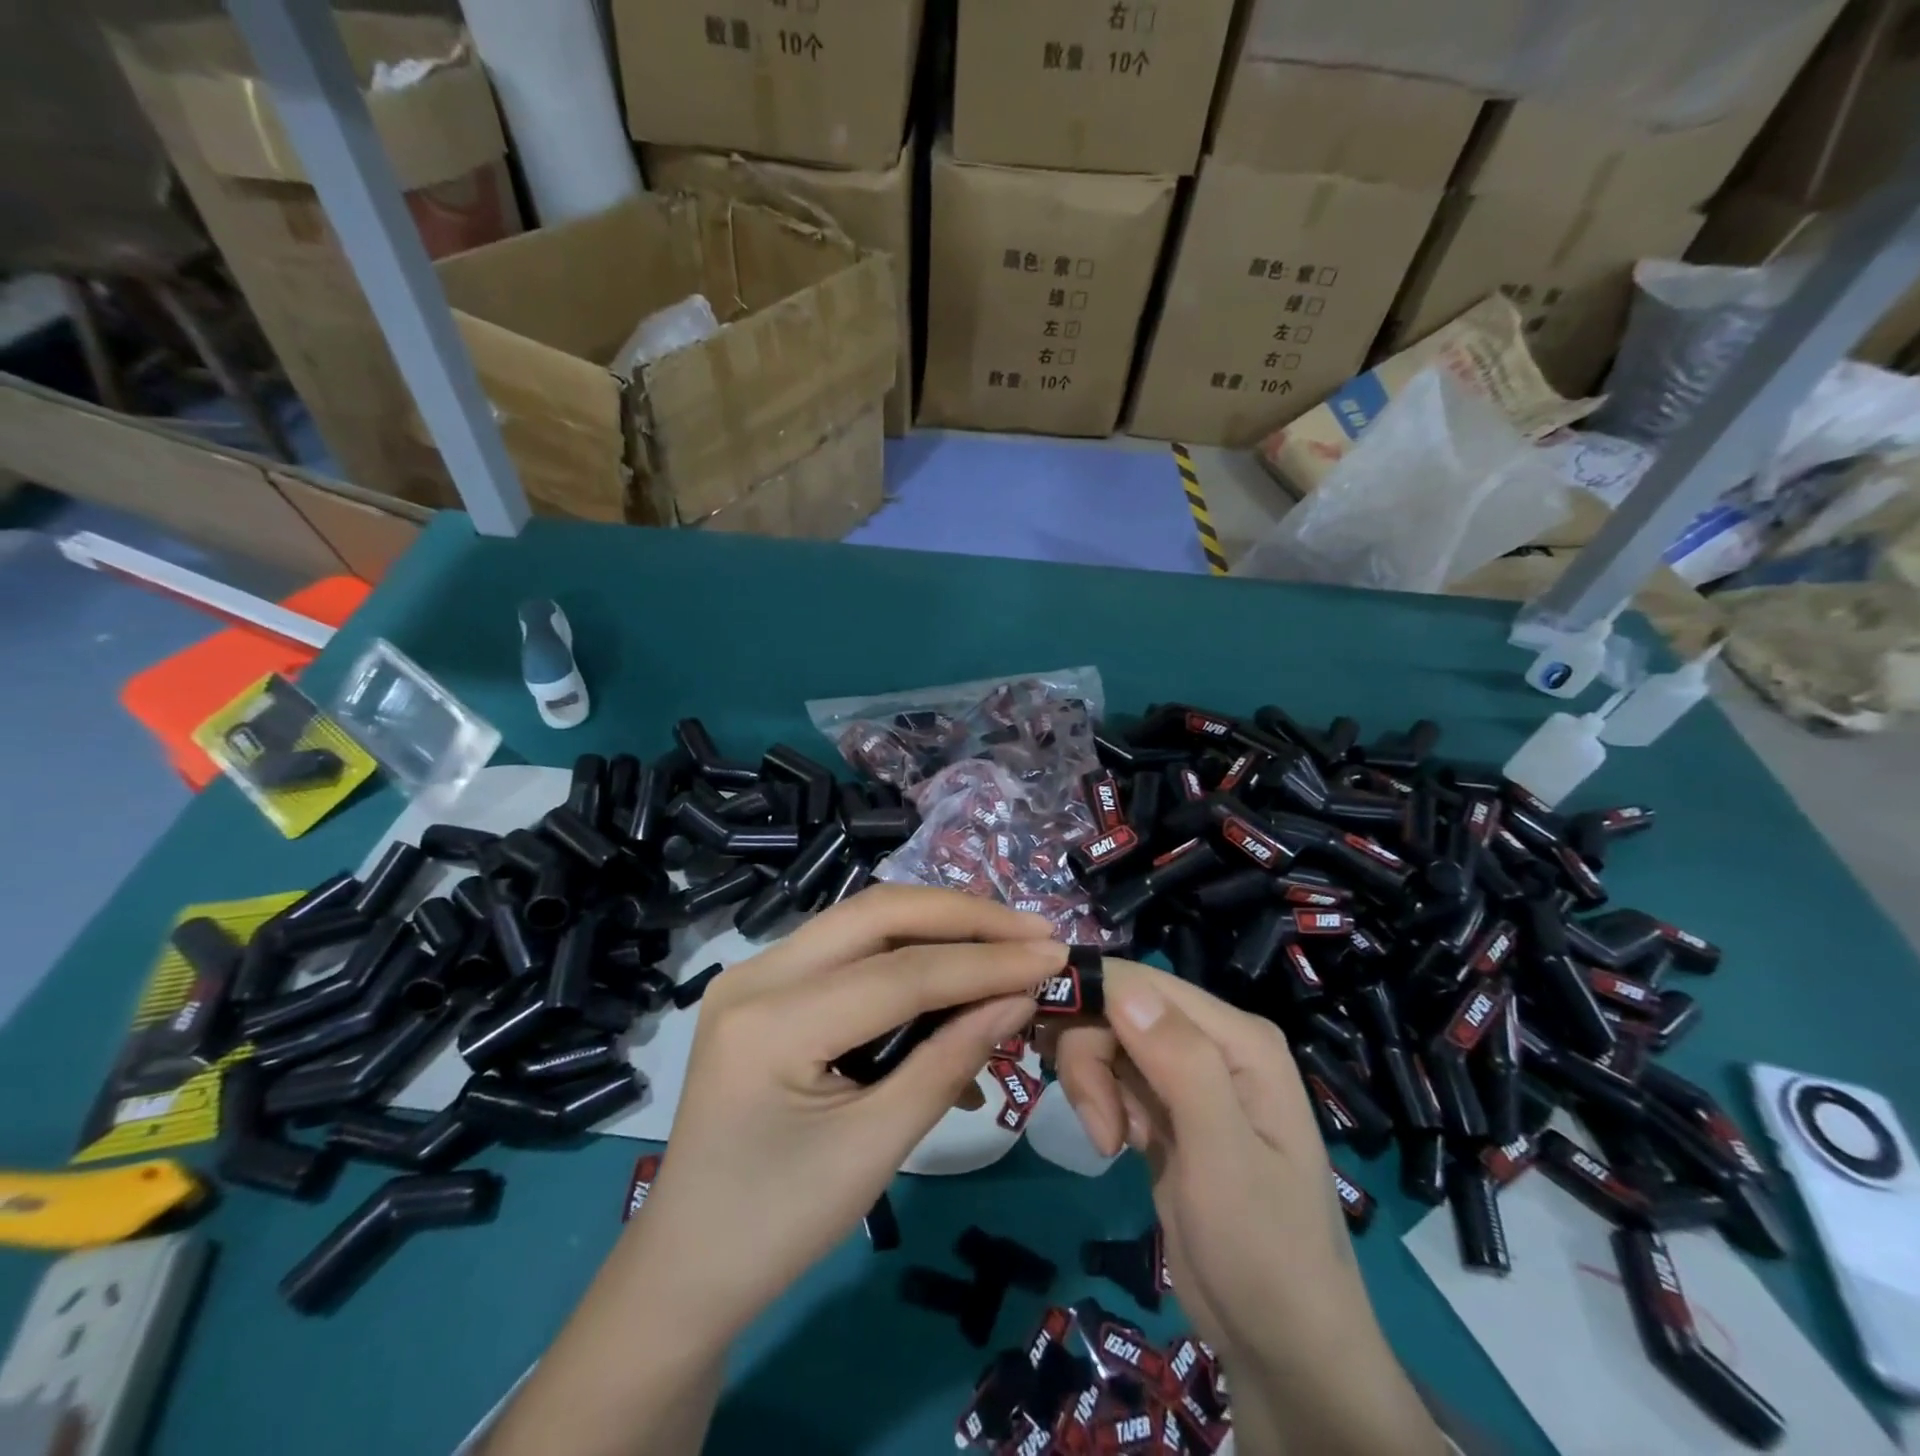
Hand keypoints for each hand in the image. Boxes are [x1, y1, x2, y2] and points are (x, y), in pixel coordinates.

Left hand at [632, 885, 1060, 1340]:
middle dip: (962, 917)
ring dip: (937, 926)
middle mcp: (756, 974)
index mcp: (769, 1023)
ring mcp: (755, 973)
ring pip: (863, 921)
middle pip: (877, 914)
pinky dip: (906, 955)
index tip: (1053, 956)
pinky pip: (848, 951)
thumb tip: (1019, 999)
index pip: (900, 972)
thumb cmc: (776, 1226)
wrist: (686, 1266)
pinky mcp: (766, 985)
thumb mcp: (874, 1150)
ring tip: (1003, 943)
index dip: (984, 962)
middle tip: (1032, 932)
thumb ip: (949, 1062)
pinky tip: (950, 979)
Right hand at [1055, 962, 1446, 1455]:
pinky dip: (1101, 1103)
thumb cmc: (1265, 1250)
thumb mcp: (1223, 1154)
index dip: (1087, 995)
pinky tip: (1116, 1143)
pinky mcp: (1166, 1111)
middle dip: (1090, 1057)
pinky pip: (1114, 1077)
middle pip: (1119, 1009)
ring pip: (1109, 1042)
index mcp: (1237, 1038)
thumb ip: (1180, 1063)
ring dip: (1092, 1085)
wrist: (1283, 1350)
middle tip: (1099, 1126)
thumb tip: (1122, 985)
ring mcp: (1188, 1078)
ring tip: (1109, 1141)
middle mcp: (1212, 1044)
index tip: (1041, 1033)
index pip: (1142, 982)